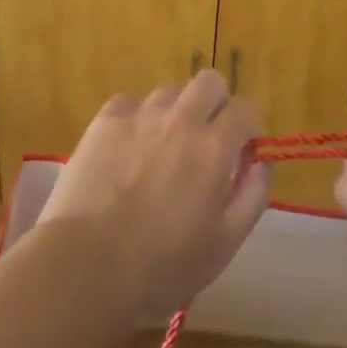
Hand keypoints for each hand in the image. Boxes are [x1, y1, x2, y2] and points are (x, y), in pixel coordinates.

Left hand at [40, 69, 271, 316]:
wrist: (85, 265)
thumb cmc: (161, 266)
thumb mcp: (224, 245)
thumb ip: (252, 197)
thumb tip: (261, 164)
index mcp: (214, 146)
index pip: (245, 108)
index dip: (248, 128)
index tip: (240, 152)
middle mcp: (181, 118)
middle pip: (209, 81)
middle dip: (216, 104)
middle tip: (206, 140)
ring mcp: (140, 115)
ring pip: (170, 91)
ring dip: (175, 111)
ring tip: (162, 147)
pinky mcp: (105, 121)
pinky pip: (129, 102)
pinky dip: (136, 119)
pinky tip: (127, 148)